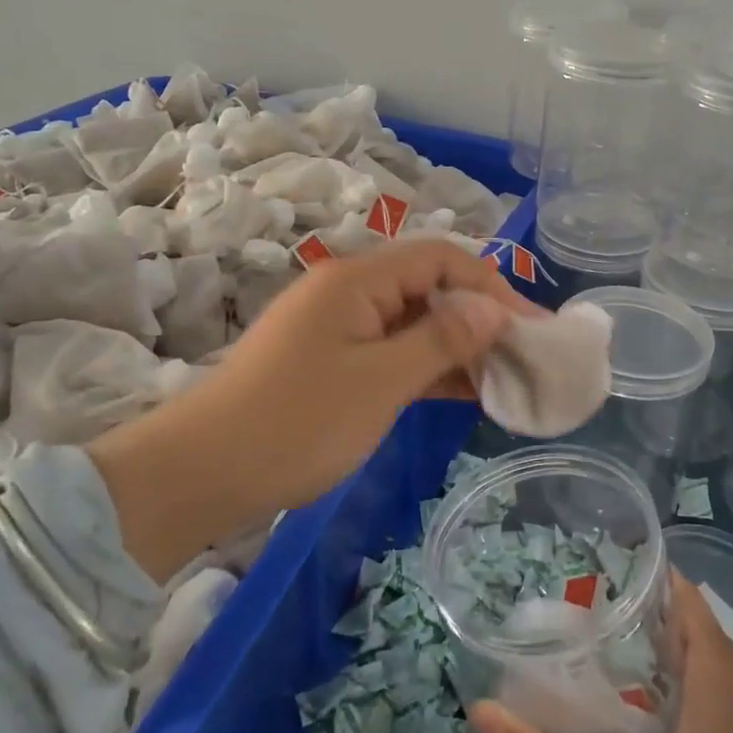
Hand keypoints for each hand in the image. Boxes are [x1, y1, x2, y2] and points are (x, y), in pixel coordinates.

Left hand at [88, 239, 536, 579]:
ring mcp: (337, 328)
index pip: (441, 258)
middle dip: (480, 317)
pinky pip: (391, 352)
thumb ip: (442, 340)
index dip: (492, 285)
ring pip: (413, 323)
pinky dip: (427, 368)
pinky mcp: (330, 362)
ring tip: (504, 378)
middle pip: (429, 287)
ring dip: (457, 346)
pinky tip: (463, 393)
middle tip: (525, 356)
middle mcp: (349, 292)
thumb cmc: (296, 423)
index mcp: (357, 280)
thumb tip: (493, 310)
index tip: (531, 327)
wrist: (200, 474)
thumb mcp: (381, 382)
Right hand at [470, 575, 732, 732]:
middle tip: (641, 598)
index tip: (658, 568)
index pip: (712, 648)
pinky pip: (727, 725)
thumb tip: (483, 710)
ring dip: (698, 658)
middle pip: (724, 664)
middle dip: (688, 623)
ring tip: (649, 638)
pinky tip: (663, 707)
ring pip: (730, 696)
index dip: (689, 602)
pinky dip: (703, 694)